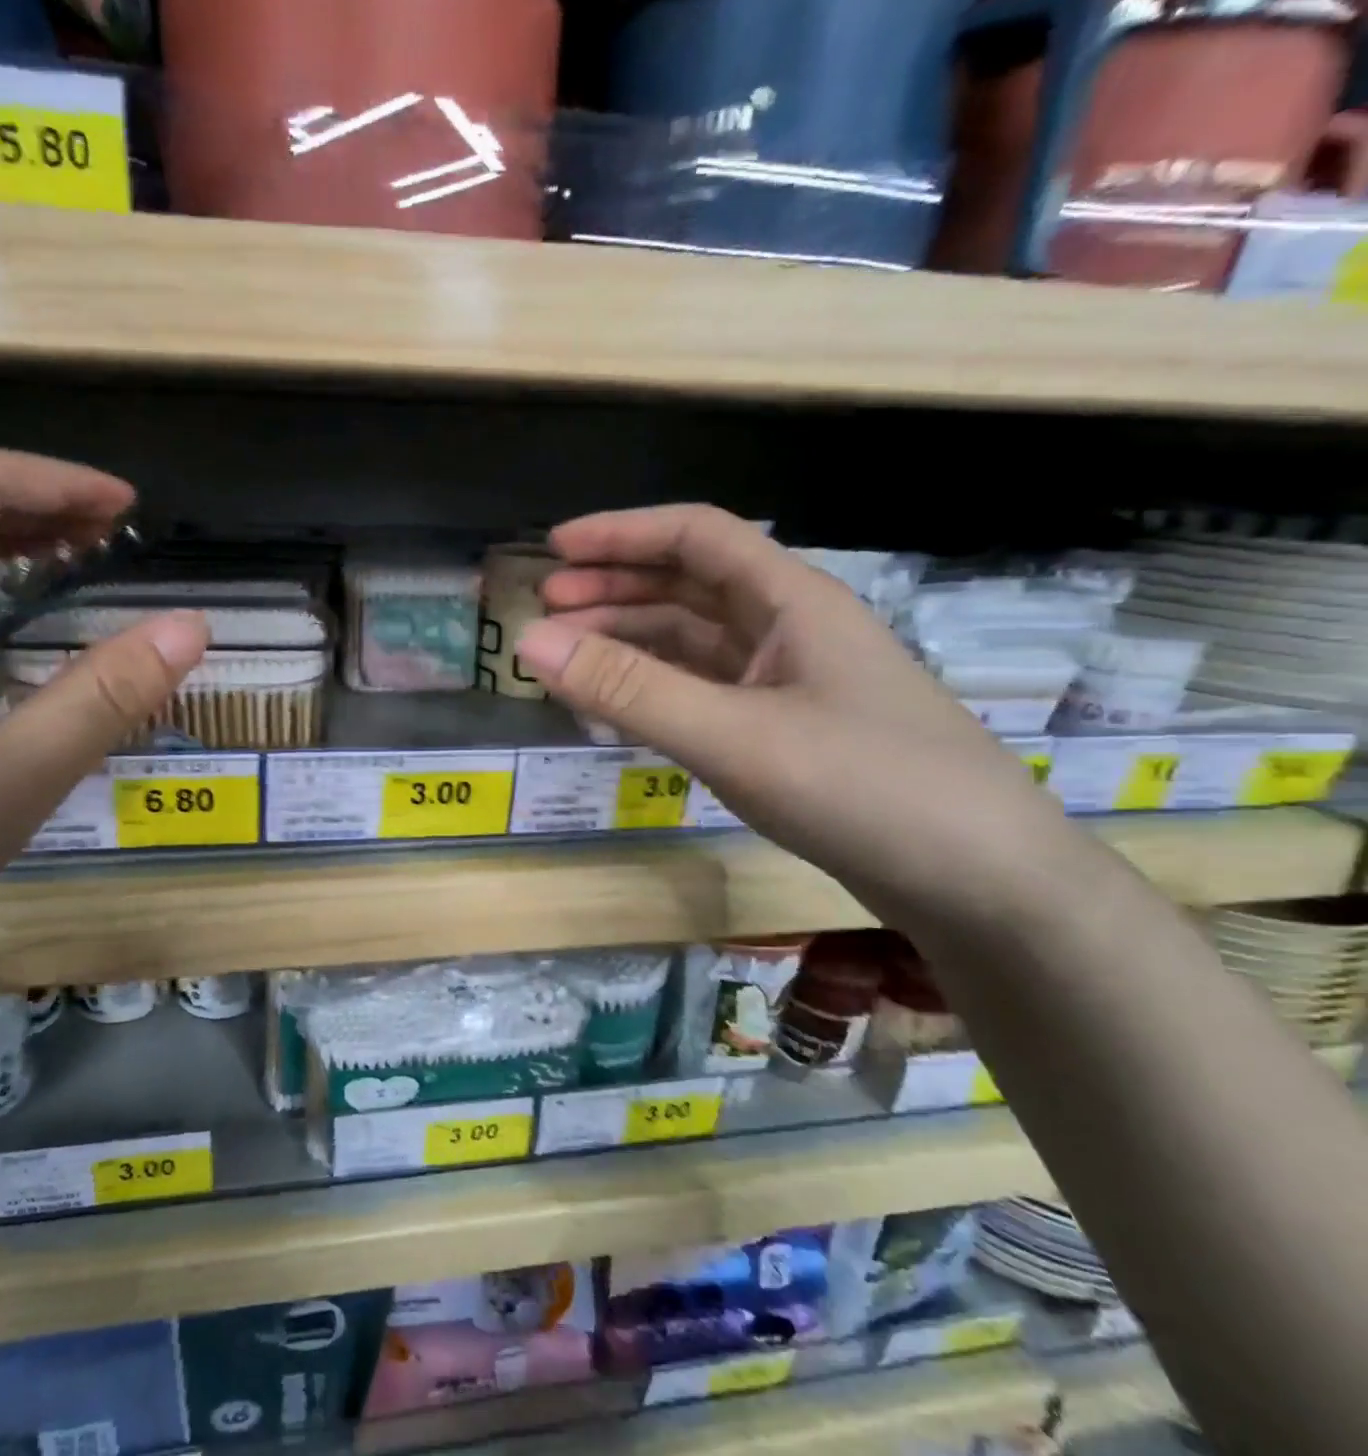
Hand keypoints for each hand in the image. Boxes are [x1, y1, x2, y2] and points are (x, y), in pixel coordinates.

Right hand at [514, 504, 1082, 928]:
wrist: (982, 883)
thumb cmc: (865, 788)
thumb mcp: (734, 735)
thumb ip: (629, 689)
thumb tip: (529, 642)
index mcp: (790, 600)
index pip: (696, 536)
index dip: (622, 533)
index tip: (554, 549)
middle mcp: (789, 630)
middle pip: (688, 587)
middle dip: (614, 589)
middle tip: (546, 609)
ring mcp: (789, 684)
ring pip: (694, 643)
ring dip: (631, 642)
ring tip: (568, 660)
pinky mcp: (786, 733)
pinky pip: (705, 692)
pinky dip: (657, 692)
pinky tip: (622, 710)